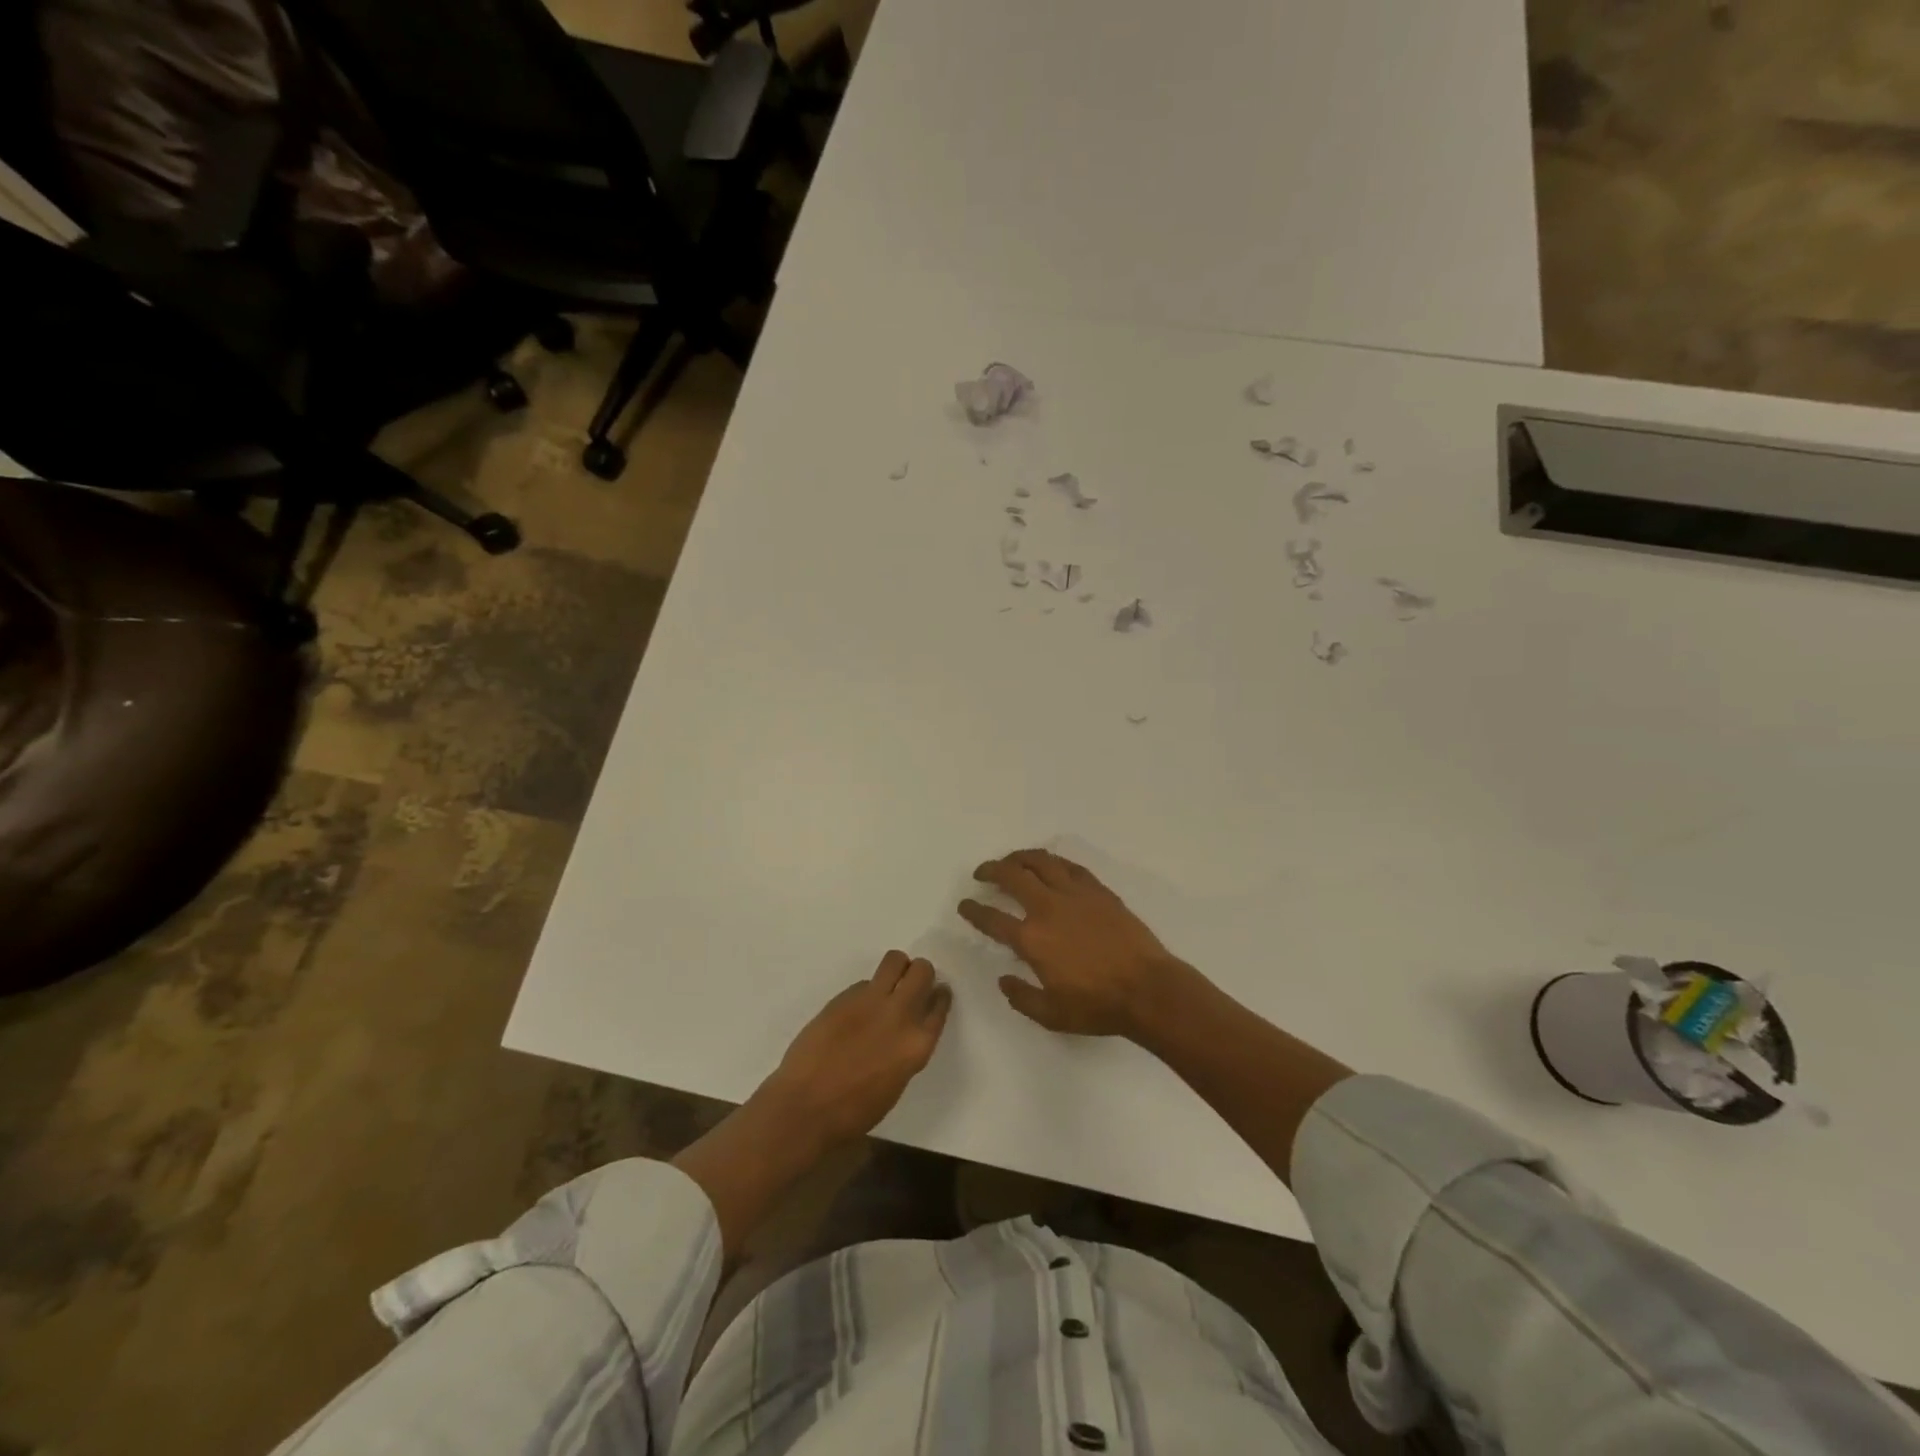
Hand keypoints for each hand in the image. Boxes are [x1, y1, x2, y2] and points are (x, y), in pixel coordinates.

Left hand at [759, 951, 951, 1150]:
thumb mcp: (896, 1083)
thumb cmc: (854, 1111)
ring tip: (887, 985)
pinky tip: (855, 1011)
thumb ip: (906, 1049)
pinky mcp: (844, 996)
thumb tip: (903, 1031)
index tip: (934, 994)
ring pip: (895, 960)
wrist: (806, 1107)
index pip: (939, 1003)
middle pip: (922, 970)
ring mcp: (871, 1001)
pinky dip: (866, 991)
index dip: (938, 996)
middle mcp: (900, 1014)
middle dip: (919, 973)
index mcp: (917, 1044)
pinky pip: (864, 982)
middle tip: (910, 985)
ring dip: (896, 968)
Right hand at [959, 848, 1186, 1036]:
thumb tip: (1004, 979)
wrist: (1148, 989)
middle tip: (982, 873)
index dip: (974, 910)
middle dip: (991, 870)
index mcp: (1032, 939)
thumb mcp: (1052, 1015)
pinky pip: (1069, 866)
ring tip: (1011, 861)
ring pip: (1040, 862)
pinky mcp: (1098, 890)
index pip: (992, 918)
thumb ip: (1022, 997)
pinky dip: (1053, 862)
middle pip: (1012, 876)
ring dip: (1020, 857)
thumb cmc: (1098, 1006)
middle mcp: (1048, 908)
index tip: (965, 905)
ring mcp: (1075, 894)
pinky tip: (1049, 866)